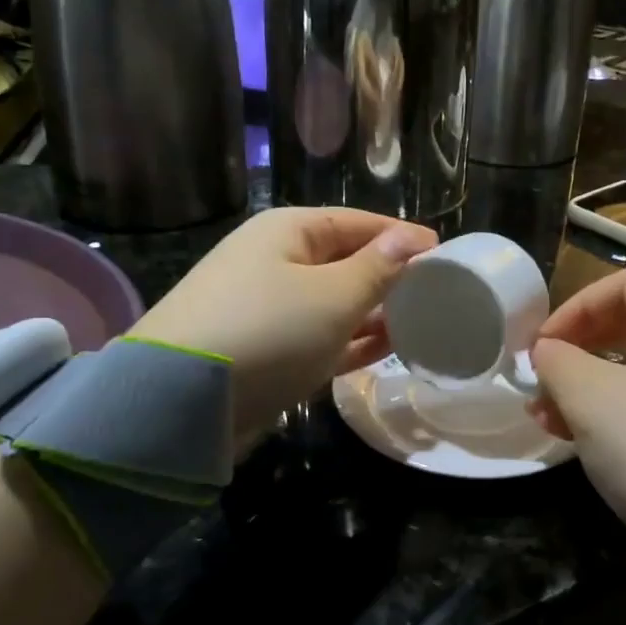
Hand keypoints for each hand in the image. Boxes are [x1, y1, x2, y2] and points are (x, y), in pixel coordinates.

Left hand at [131, 207, 436, 449]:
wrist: (181, 402)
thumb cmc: (268, 330)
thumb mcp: (333, 296)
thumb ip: (378, 269)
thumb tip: (412, 238)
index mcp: (288, 232)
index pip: (357, 223)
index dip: (401, 236)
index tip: (444, 253)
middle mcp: (276, 262)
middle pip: (345, 262)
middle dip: (389, 277)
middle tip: (438, 294)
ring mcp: (268, 309)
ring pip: (334, 303)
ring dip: (373, 313)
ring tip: (420, 322)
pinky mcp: (266, 350)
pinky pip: (320, 337)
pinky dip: (351, 341)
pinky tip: (387, 348)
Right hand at [530, 268, 625, 564]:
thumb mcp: (591, 398)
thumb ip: (558, 361)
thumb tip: (546, 351)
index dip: (577, 306)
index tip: (542, 344)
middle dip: (581, 349)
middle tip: (544, 376)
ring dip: (592, 387)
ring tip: (548, 417)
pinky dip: (622, 412)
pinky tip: (583, 440)